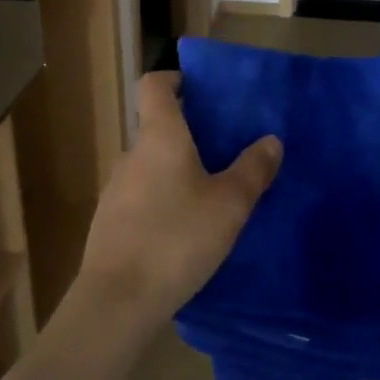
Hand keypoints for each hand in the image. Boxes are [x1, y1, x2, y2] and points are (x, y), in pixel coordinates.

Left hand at [76, 72, 281, 323]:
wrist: (118, 300)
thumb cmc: (177, 238)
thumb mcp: (229, 205)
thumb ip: (253, 169)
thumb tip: (271, 140)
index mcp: (159, 137)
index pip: (154, 85)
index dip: (174, 79)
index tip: (199, 89)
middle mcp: (132, 155)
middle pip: (156, 128)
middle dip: (186, 133)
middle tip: (222, 150)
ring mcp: (115, 189)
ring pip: (149, 166)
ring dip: (174, 170)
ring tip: (207, 194)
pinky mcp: (109, 223)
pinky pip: (140, 197)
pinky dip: (160, 200)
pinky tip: (182, 231)